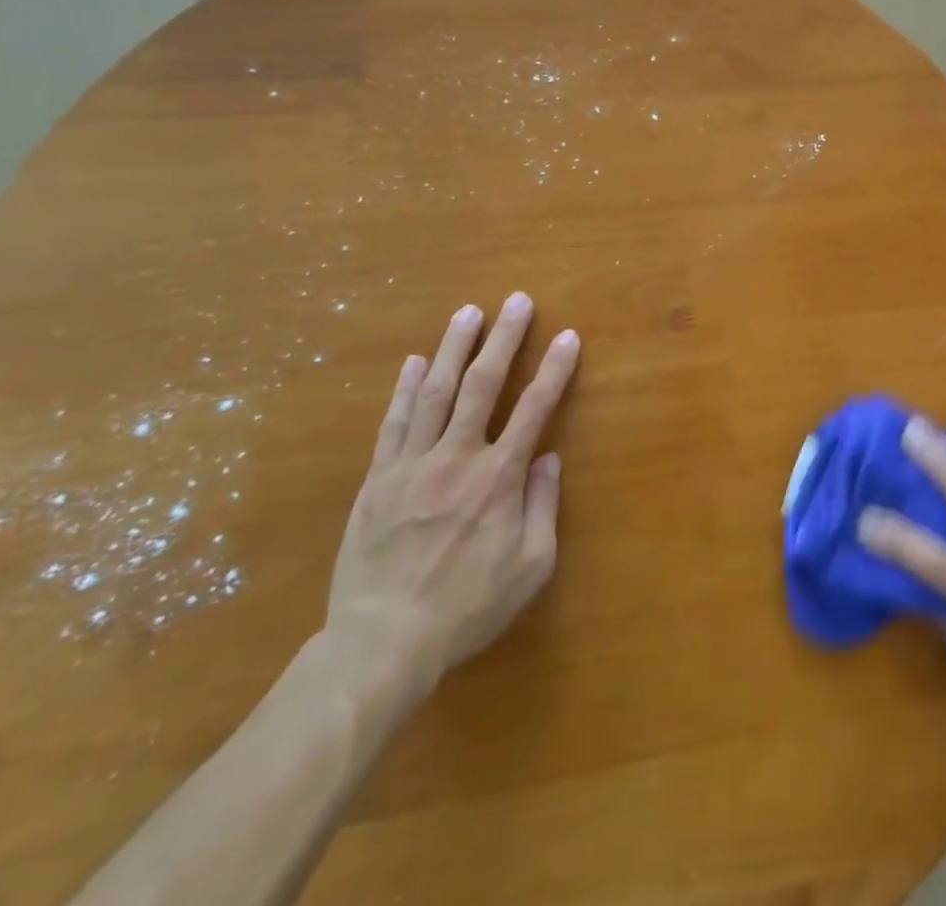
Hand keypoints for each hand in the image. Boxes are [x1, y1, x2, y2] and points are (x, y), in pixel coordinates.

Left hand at [325, 294, 579, 687]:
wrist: (382, 644)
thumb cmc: (467, 608)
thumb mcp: (531, 567)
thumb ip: (543, 506)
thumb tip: (549, 458)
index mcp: (499, 478)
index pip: (534, 408)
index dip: (555, 369)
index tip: (568, 336)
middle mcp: (457, 457)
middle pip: (482, 384)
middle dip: (504, 338)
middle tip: (516, 300)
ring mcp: (412, 465)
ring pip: (434, 392)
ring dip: (453, 348)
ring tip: (468, 313)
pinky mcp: (377, 480)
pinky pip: (393, 423)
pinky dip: (403, 389)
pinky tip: (412, 362)